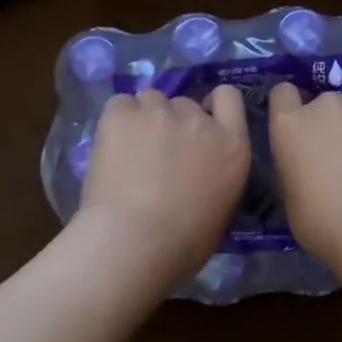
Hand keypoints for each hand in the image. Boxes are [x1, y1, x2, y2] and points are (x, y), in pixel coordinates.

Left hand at [79, 86, 250, 282]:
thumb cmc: (183, 243)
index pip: (228, 97)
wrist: (134, 241)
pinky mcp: (122, 115)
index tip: (198, 124)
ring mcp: (159, 113)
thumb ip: (215, 176)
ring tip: (130, 149)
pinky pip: (120, 104)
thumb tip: (198, 174)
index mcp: (231, 146)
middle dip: (173, 121)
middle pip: (184, 103)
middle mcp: (198, 120)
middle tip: (157, 152)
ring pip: (151, 99)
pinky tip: (110, 146)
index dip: (211, 106)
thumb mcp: (220, 209)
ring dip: (144, 118)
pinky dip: (117, 120)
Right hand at [268, 69, 341, 271]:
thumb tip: (306, 164)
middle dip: (334, 114)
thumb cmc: (323, 225)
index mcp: (291, 125)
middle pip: (327, 95)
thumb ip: (297, 167)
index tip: (300, 122)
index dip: (291, 104)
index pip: (283, 93)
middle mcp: (326, 105)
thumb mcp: (292, 197)